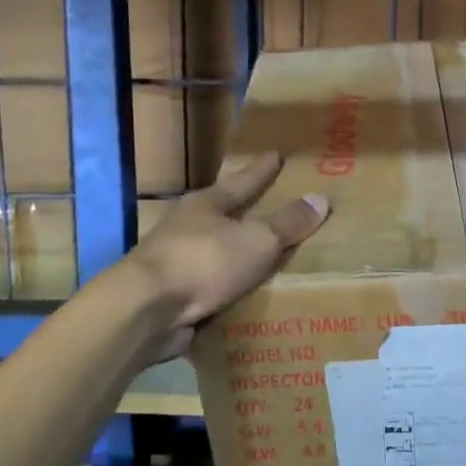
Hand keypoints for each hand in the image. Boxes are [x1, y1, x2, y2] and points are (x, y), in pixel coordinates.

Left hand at [122, 151, 327, 359]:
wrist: (146, 310)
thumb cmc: (203, 262)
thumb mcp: (256, 240)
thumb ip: (287, 224)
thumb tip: (319, 198)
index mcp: (207, 204)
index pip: (243, 181)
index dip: (262, 170)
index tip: (276, 154)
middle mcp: (188, 228)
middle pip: (225, 214)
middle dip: (247, 212)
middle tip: (274, 206)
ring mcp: (177, 262)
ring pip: (217, 252)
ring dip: (238, 255)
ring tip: (268, 258)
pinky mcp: (174, 296)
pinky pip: (213, 288)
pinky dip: (230, 290)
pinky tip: (247, 296)